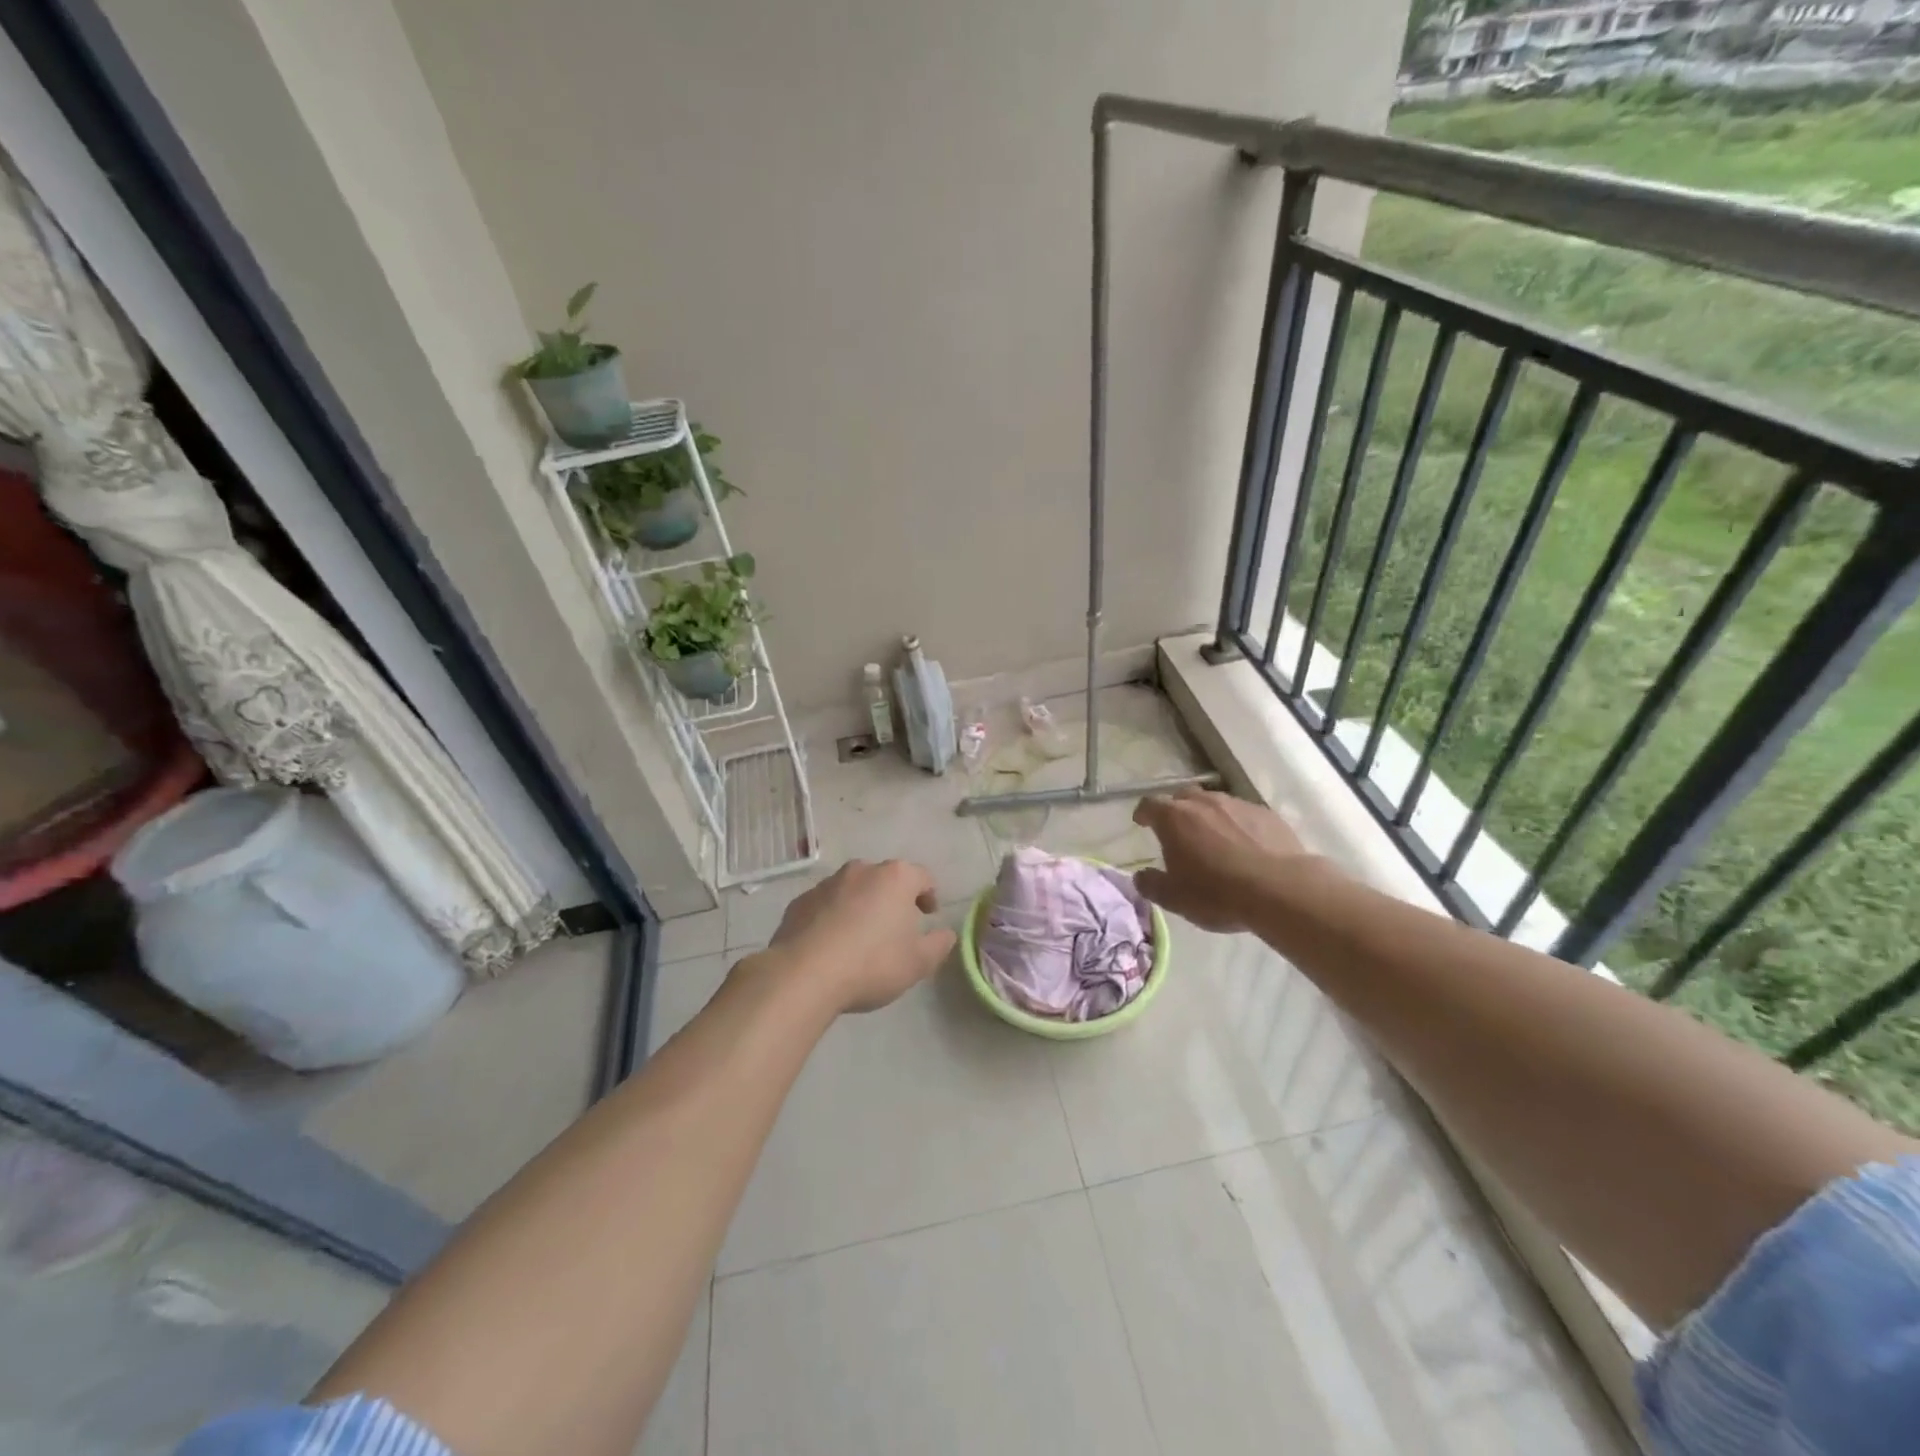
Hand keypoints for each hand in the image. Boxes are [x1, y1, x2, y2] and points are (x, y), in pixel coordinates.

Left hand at [756, 860, 956, 1013]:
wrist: (804, 974)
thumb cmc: (872, 964)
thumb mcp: (918, 963)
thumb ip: (938, 945)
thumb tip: (946, 934)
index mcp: (895, 878)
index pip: (922, 877)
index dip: (929, 895)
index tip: (928, 916)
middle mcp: (861, 870)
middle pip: (885, 879)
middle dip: (893, 899)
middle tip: (896, 928)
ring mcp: (827, 883)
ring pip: (853, 890)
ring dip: (861, 906)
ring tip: (861, 939)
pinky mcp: (800, 901)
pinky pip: (825, 905)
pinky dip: (832, 917)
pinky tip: (831, 945)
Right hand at [1131, 788, 1316, 932]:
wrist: (1281, 890)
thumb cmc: (1217, 893)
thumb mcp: (1174, 898)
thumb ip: (1151, 884)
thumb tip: (1141, 876)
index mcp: (1174, 818)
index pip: (1150, 804)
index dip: (1144, 812)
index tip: (1141, 822)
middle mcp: (1204, 803)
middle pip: (1183, 797)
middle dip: (1177, 811)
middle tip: (1178, 832)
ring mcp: (1238, 805)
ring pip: (1215, 803)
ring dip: (1209, 817)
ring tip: (1213, 840)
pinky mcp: (1266, 814)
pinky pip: (1243, 814)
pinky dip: (1237, 825)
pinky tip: (1245, 846)